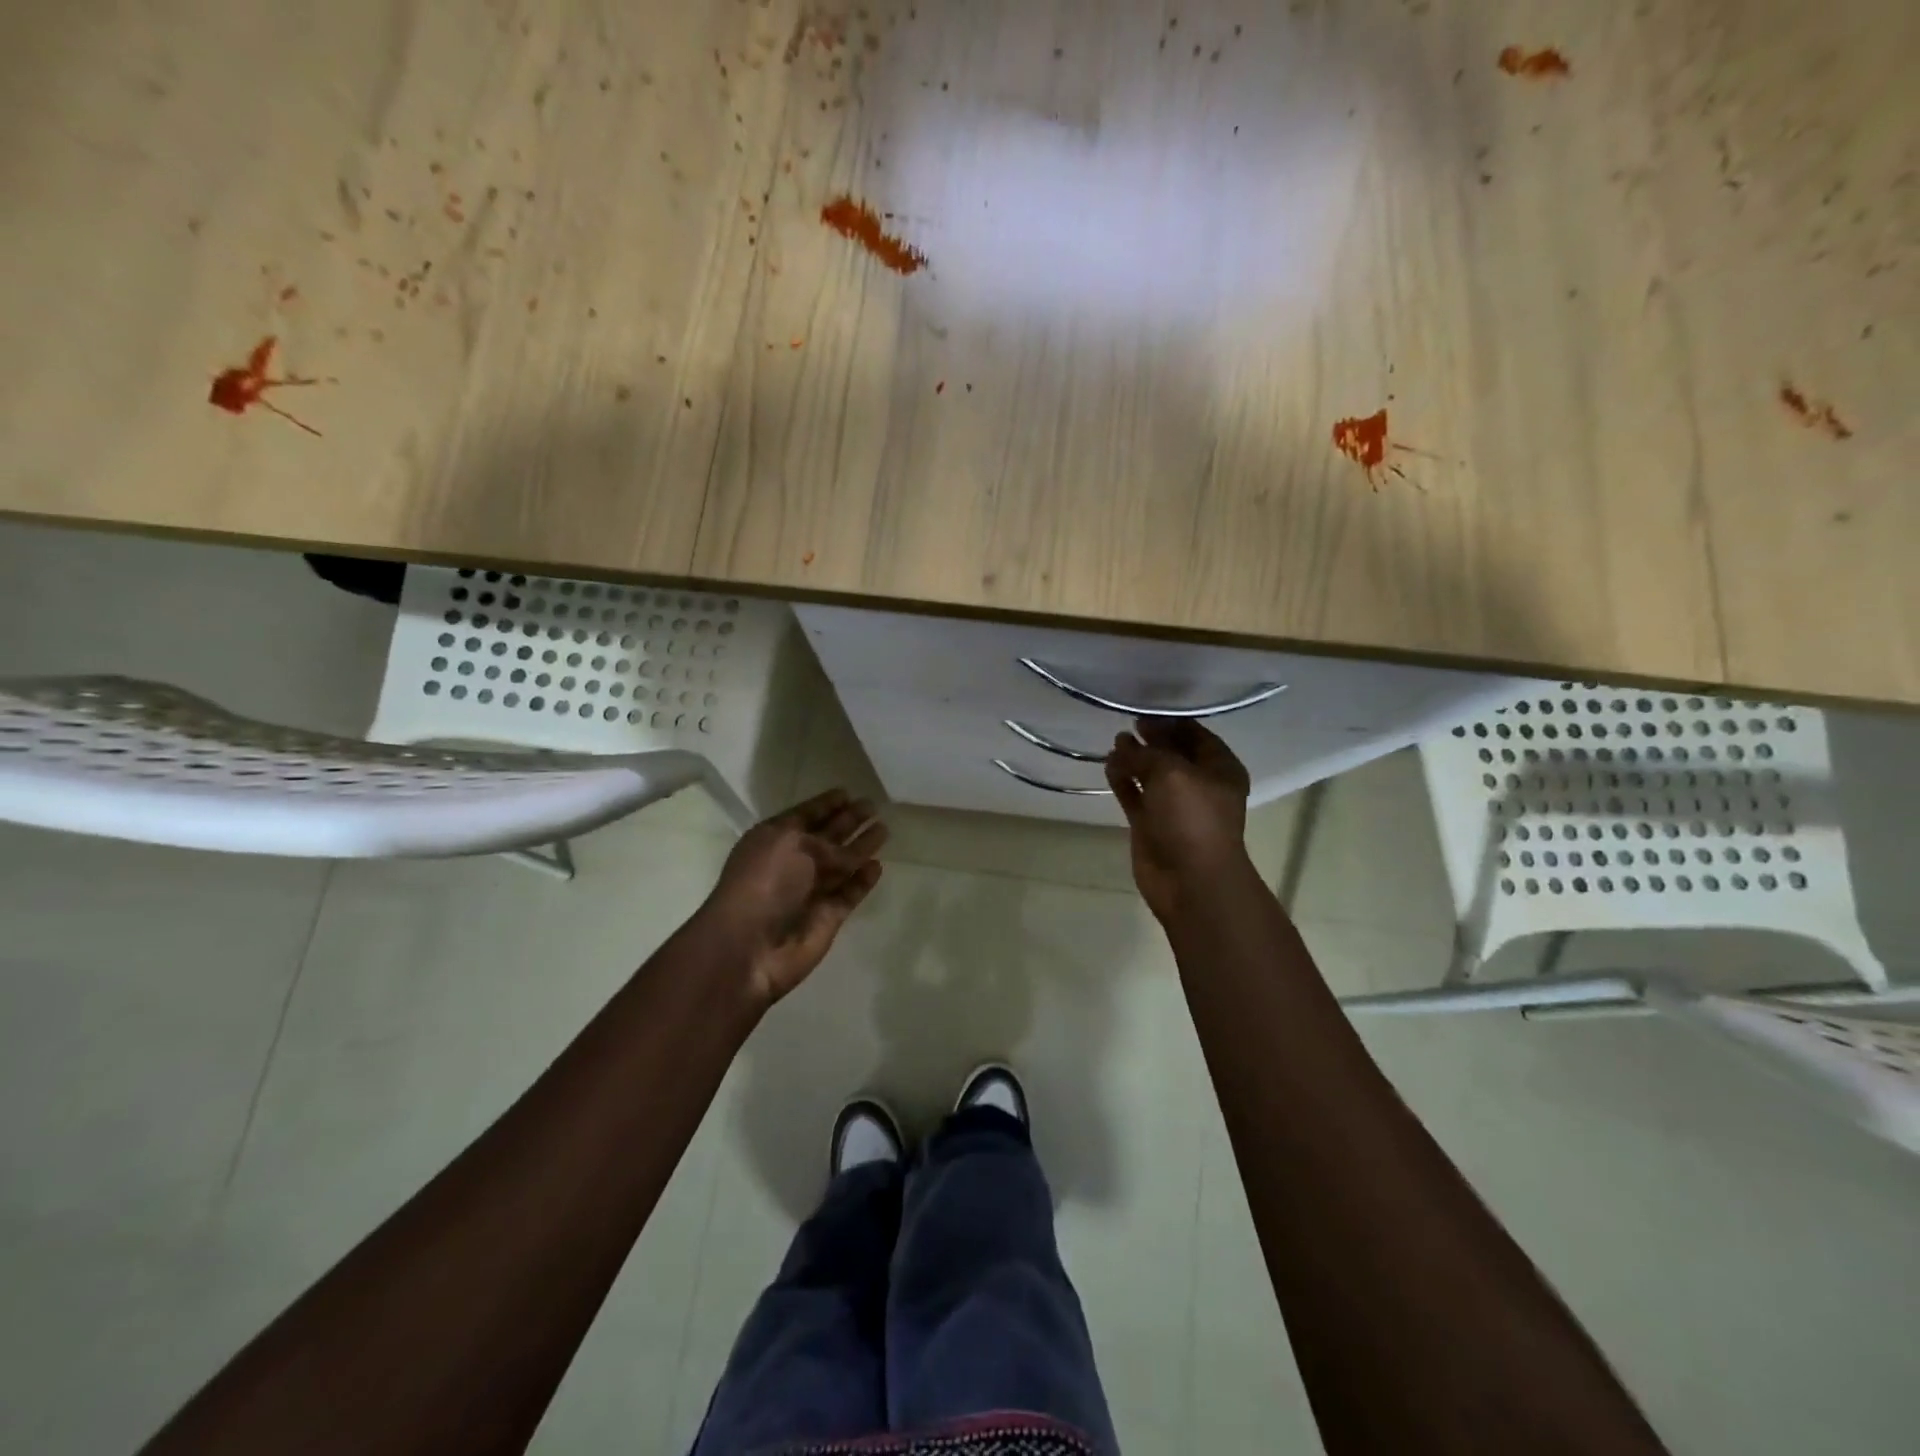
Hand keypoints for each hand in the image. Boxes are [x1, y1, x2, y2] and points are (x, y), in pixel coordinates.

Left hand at [695, 789, 887, 1007]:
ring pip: (843, 864)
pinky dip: (863, 880)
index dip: (825, 804)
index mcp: (775, 839)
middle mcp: (792, 862)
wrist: (749, 946)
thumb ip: (826, 842)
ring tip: (884, 829)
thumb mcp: (791, 843)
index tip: (847, 792)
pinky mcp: (827, 917)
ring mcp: (810, 891)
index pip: (805, 815)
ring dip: (861, 847)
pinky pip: (850, 893)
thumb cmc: (764, 882)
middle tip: (872, 806)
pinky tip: (877, 865)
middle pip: (827, 836)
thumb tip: (847, 854)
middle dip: (848, 820)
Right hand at [1105, 718, 1252, 922]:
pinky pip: (1135, 795)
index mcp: (1219, 768)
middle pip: (1172, 753)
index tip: (1145, 709)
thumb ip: (1145, 754)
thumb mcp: (1171, 773)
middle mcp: (1198, 784)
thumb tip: (1122, 745)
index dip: (1171, 721)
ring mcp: (1174, 806)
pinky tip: (1108, 766)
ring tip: (1114, 743)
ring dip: (1134, 758)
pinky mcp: (1151, 824)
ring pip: (1151, 774)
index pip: (1196, 734)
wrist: (1190, 879)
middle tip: (1128, 724)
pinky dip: (1123, 781)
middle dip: (1151, 738)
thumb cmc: (1192, 818)